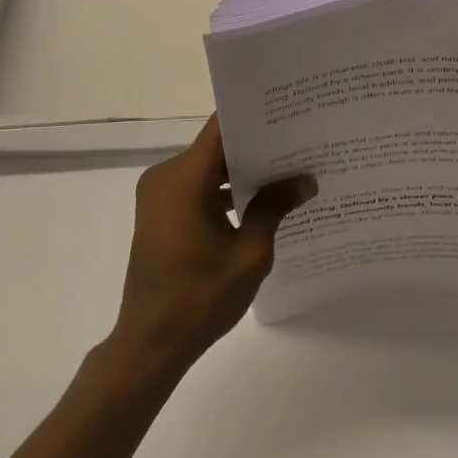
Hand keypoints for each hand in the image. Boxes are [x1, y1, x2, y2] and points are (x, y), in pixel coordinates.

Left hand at [111, 115, 315, 375]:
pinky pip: (197, 188)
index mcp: (183, 179)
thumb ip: (275, 208)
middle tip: (301, 143)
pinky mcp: (161, 213)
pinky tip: (261, 201)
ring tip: (289, 171)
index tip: (290, 113)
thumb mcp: (249, 253)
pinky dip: (224, 191)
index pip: (221, 128)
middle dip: (257, 147)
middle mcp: (165, 177)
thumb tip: (307, 180)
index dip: (255, 118)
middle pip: (216, 147)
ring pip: (208, 168)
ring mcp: (159, 195)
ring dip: (242, 172)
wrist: (151, 343)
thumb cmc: (200, 298)